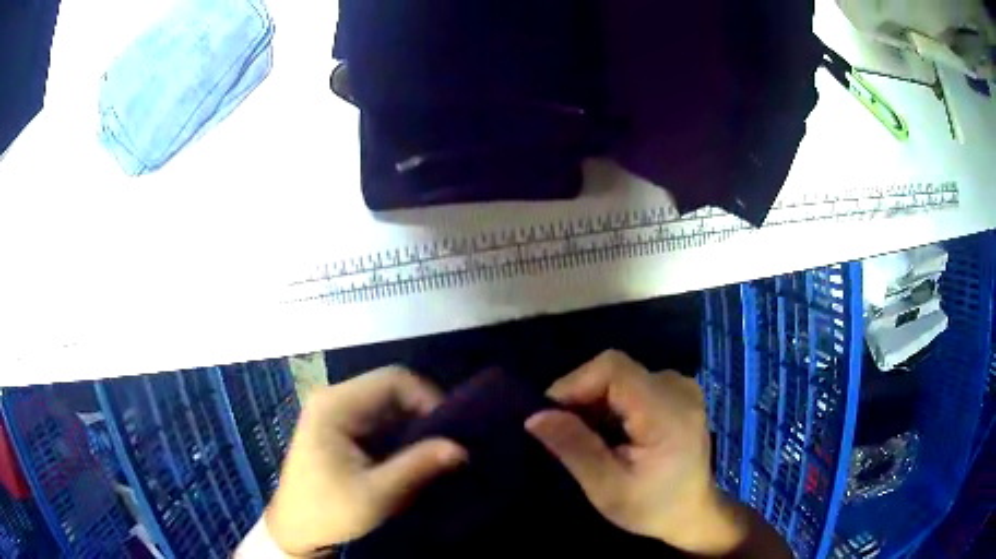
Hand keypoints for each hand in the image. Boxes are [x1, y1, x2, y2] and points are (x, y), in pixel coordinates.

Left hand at [265, 367, 466, 557]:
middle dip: (423, 415)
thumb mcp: (376, 494)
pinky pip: (380, 421)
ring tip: (435, 454)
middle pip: (391, 390)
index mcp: (335, 405)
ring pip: (388, 406)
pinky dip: (401, 436)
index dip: (427, 399)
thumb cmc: (329, 511)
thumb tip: (461, 448)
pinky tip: (413, 458)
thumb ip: (418, 467)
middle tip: (447, 446)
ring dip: (414, 427)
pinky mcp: (341, 428)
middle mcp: (334, 399)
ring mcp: (336, 412)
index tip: (450, 433)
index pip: (393, 380)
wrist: (296, 530)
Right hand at [525, 351, 747, 555]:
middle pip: (615, 370)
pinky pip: (634, 383)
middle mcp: (678, 388)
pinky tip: (609, 432)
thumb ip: (574, 448)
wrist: (694, 512)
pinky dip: (613, 402)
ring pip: (622, 375)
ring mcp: (682, 387)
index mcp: (667, 412)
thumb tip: (534, 416)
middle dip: (581, 396)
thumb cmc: (652, 507)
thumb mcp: (607, 487)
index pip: (612, 368)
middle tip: (562, 432)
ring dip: (595, 400)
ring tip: (585, 436)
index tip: (550, 415)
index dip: (574, 383)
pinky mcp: (679, 392)